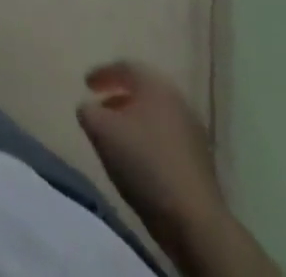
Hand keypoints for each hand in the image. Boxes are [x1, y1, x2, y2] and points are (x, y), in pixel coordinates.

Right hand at [77, 61, 224, 244]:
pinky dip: (148, 141)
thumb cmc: (143, 162)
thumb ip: (88, 112)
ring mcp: (192, 131)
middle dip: (119, 97)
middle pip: (143, 91)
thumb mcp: (101, 131)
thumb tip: (88, 108)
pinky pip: (166, 138)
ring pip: (155, 116)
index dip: (102, 73)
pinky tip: (138, 160)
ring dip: (134, 121)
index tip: (86, 85)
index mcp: (155, 85)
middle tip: (100, 108)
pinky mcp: (199, 161)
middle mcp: (177, 100)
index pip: (125, 67)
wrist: (194, 220)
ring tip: (116, 137)